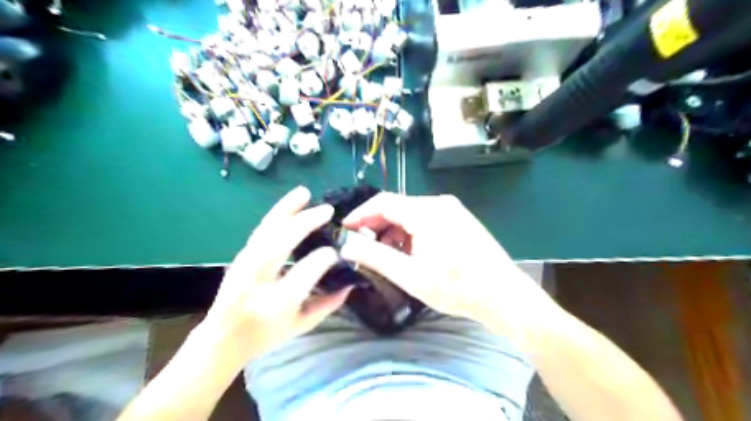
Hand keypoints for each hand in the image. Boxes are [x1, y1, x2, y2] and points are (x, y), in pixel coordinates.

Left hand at [200, 188, 351, 364]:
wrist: (221, 339)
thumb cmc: (264, 336)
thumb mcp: (301, 326)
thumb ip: (328, 305)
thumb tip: (350, 283)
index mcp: (276, 304)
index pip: (304, 273)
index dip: (323, 259)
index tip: (335, 253)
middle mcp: (256, 282)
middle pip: (279, 244)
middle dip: (305, 223)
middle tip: (327, 210)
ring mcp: (243, 266)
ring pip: (266, 231)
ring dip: (286, 209)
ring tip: (304, 193)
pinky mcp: (240, 256)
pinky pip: (261, 231)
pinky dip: (276, 214)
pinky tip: (290, 205)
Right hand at [341, 193, 549, 342]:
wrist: (504, 295)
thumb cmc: (456, 287)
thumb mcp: (409, 274)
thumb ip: (374, 256)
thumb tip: (346, 245)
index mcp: (426, 211)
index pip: (383, 202)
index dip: (360, 215)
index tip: (345, 230)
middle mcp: (439, 203)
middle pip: (397, 207)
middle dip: (376, 226)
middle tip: (363, 248)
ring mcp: (452, 210)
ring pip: (411, 214)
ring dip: (394, 231)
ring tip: (387, 256)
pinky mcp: (459, 220)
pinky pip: (426, 220)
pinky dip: (411, 233)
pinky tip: (410, 253)